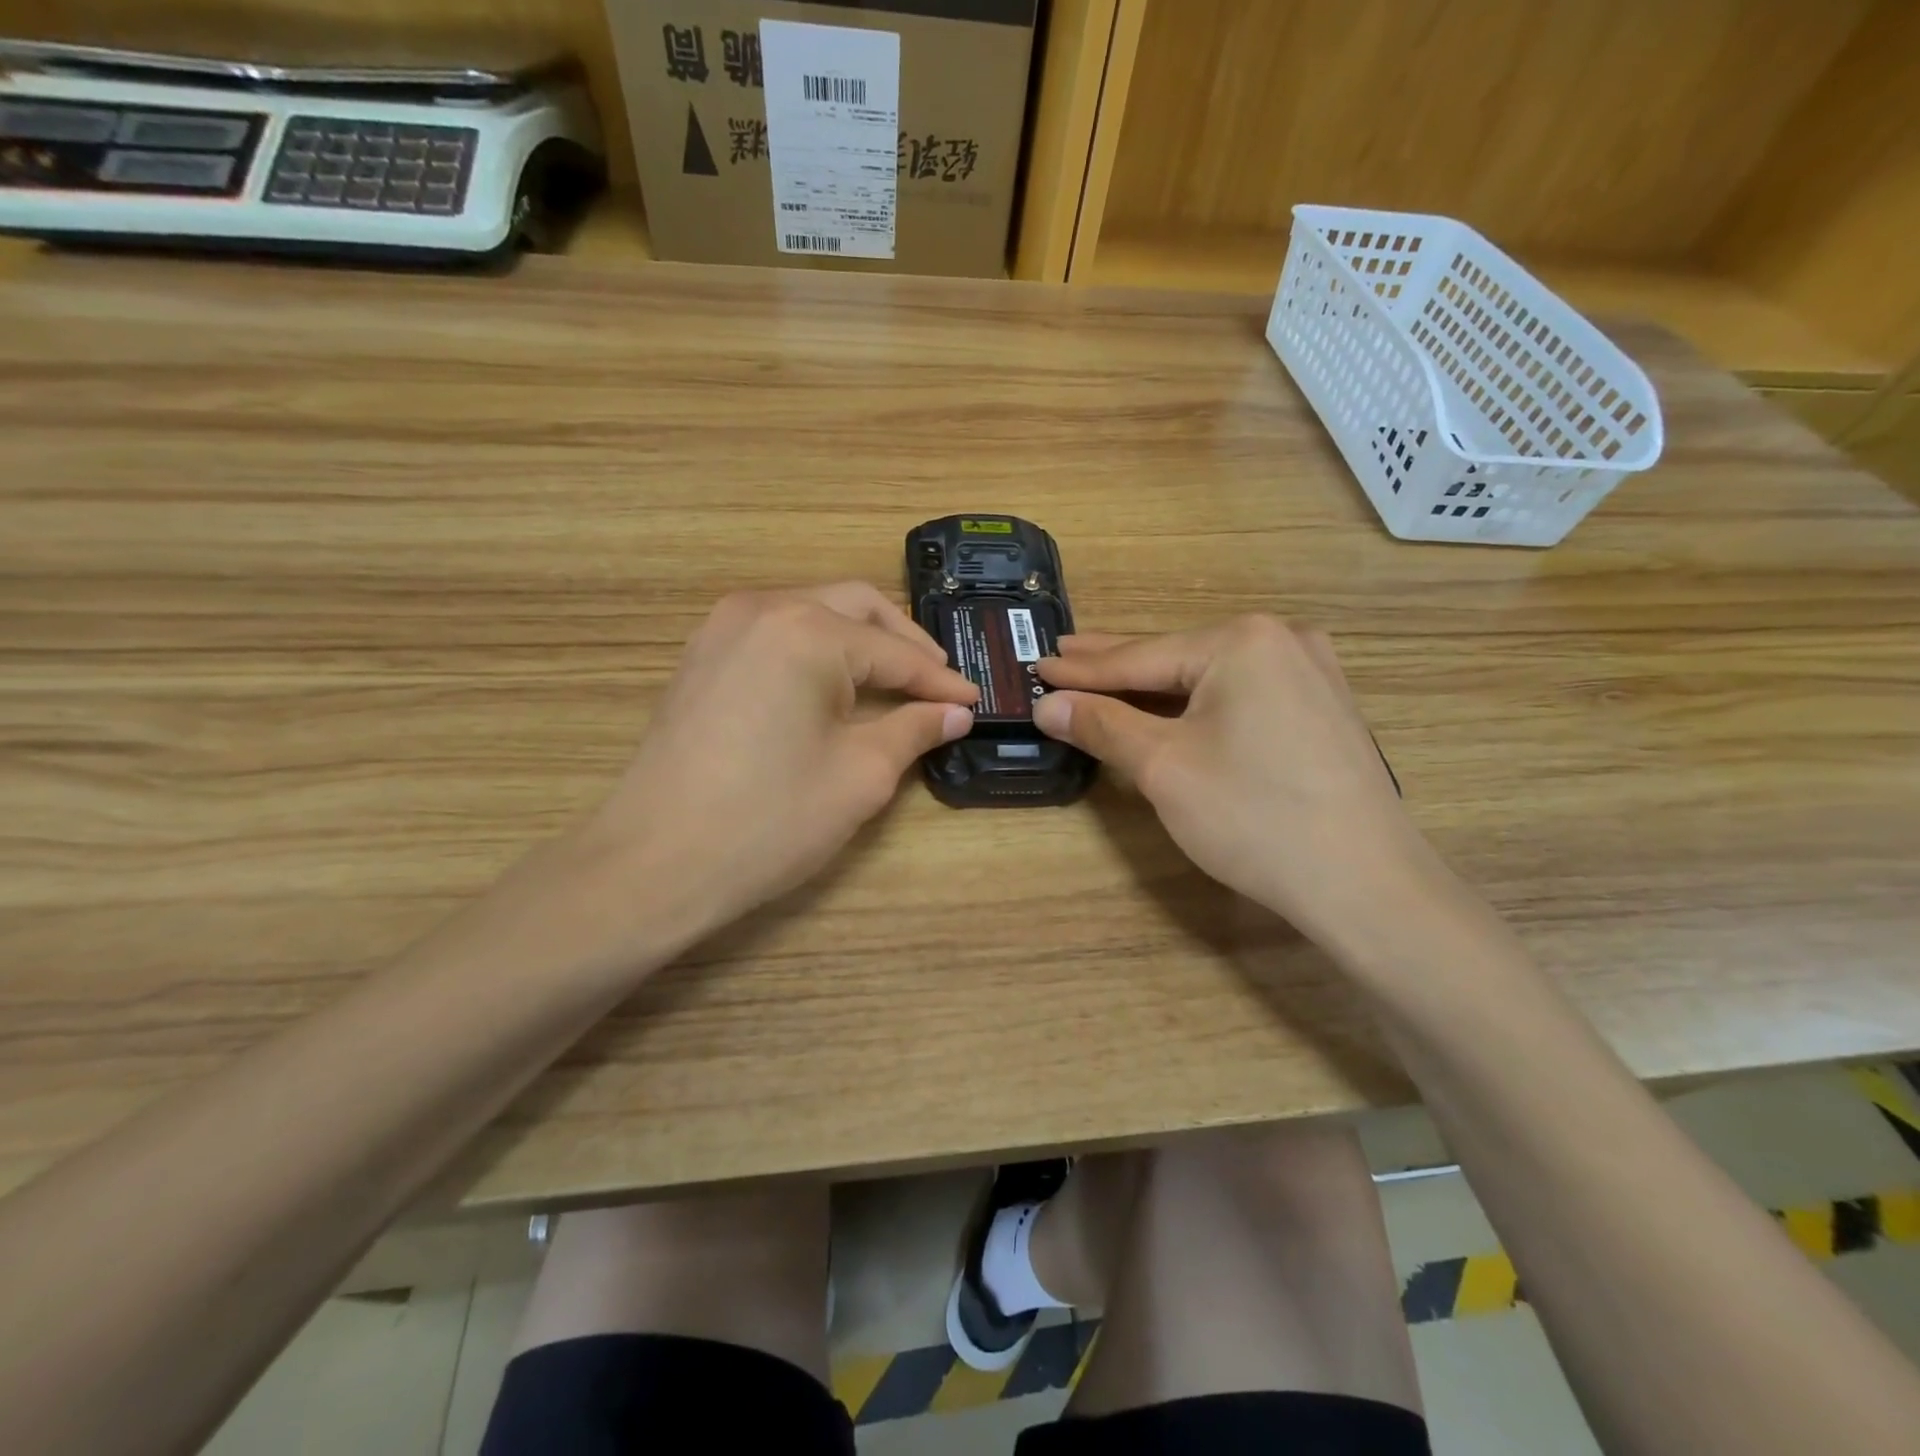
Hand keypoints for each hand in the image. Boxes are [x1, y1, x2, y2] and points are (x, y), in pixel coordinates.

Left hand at [578, 583, 976, 950]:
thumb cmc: (769, 820)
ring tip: (894, 686)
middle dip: (903, 644)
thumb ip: (913, 730)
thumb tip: (954, 714)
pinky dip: (816, 652)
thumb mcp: (860, 775)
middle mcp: (763, 609)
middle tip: (938, 685)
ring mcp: (723, 628)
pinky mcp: (702, 656)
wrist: (654, 862)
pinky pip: (776, 634)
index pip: (894, 652)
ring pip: (812, 614)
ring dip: (859, 643)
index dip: (940, 682)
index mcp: (807, 631)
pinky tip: (834, 689)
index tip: (973, 703)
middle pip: (855, 607)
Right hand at [1034, 616, 1438, 946]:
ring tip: (1106, 676)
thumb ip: (1103, 726)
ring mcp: (1311, 672)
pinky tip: (1171, 703)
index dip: (1082, 669)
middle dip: (1116, 665)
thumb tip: (1049, 704)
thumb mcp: (1164, 767)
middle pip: (1176, 657)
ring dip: (1156, 684)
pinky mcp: (1323, 707)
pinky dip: (1197, 701)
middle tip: (1063, 654)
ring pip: (1209, 676)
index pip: (1140, 657)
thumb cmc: (1254, 817)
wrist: (1366, 884)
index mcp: (1241, 642)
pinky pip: (1242, 693)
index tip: (1038, 665)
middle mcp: (1281, 640)